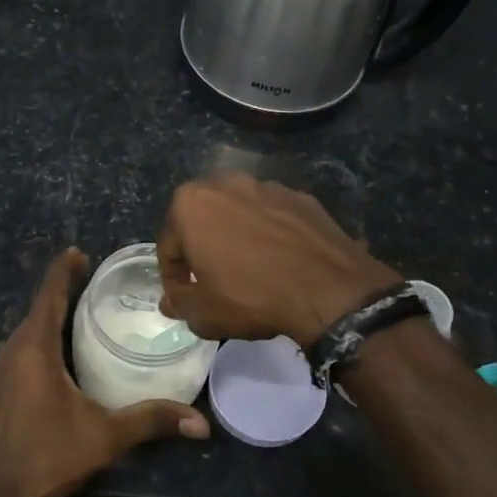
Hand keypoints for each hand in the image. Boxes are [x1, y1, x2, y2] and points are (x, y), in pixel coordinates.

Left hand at [0, 248, 208, 496]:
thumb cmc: (49, 455)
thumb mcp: (105, 435)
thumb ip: (151, 421)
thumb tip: (201, 423)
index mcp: (35, 350)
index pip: (49, 297)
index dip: (63, 272)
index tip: (78, 251)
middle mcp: (15, 351)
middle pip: (40, 308)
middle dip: (63, 288)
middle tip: (95, 276)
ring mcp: (5, 369)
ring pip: (31, 328)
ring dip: (53, 311)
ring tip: (83, 302)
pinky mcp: (3, 385)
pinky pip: (26, 344)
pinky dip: (45, 333)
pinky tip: (64, 345)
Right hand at [157, 173, 400, 347]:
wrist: (328, 290)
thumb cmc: (251, 296)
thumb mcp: (202, 313)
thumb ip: (179, 302)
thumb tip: (172, 300)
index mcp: (190, 203)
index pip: (169, 244)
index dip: (173, 276)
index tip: (183, 297)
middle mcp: (226, 183)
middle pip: (203, 221)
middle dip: (203, 248)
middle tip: (212, 281)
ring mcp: (268, 186)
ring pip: (239, 215)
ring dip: (237, 237)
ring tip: (249, 271)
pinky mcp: (302, 197)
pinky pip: (274, 218)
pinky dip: (270, 235)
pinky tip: (280, 262)